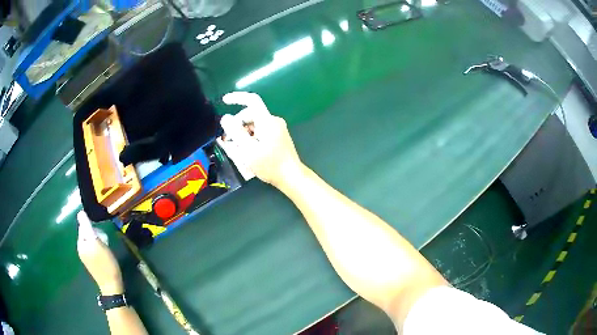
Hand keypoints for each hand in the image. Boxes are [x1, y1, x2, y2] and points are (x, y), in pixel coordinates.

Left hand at [77, 211, 123, 294]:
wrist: (112, 286)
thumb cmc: (106, 264)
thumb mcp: (97, 243)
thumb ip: (88, 228)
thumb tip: (80, 213)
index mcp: (81, 244)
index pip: (84, 226)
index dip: (93, 228)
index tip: (101, 236)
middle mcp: (81, 249)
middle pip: (87, 233)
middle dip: (96, 234)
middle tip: (104, 243)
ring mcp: (86, 256)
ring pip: (92, 240)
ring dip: (99, 241)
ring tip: (106, 250)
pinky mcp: (92, 262)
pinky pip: (94, 248)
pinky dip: (100, 248)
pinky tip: (105, 255)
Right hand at [221, 92, 303, 187]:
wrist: (291, 177)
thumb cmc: (270, 165)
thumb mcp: (248, 150)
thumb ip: (236, 132)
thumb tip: (225, 117)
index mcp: (267, 121)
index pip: (252, 100)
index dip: (237, 97)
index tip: (224, 101)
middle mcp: (273, 121)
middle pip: (250, 115)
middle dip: (237, 125)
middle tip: (227, 140)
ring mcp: (277, 129)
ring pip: (254, 125)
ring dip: (243, 133)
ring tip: (236, 149)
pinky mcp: (278, 136)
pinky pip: (260, 131)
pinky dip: (251, 138)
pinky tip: (246, 150)